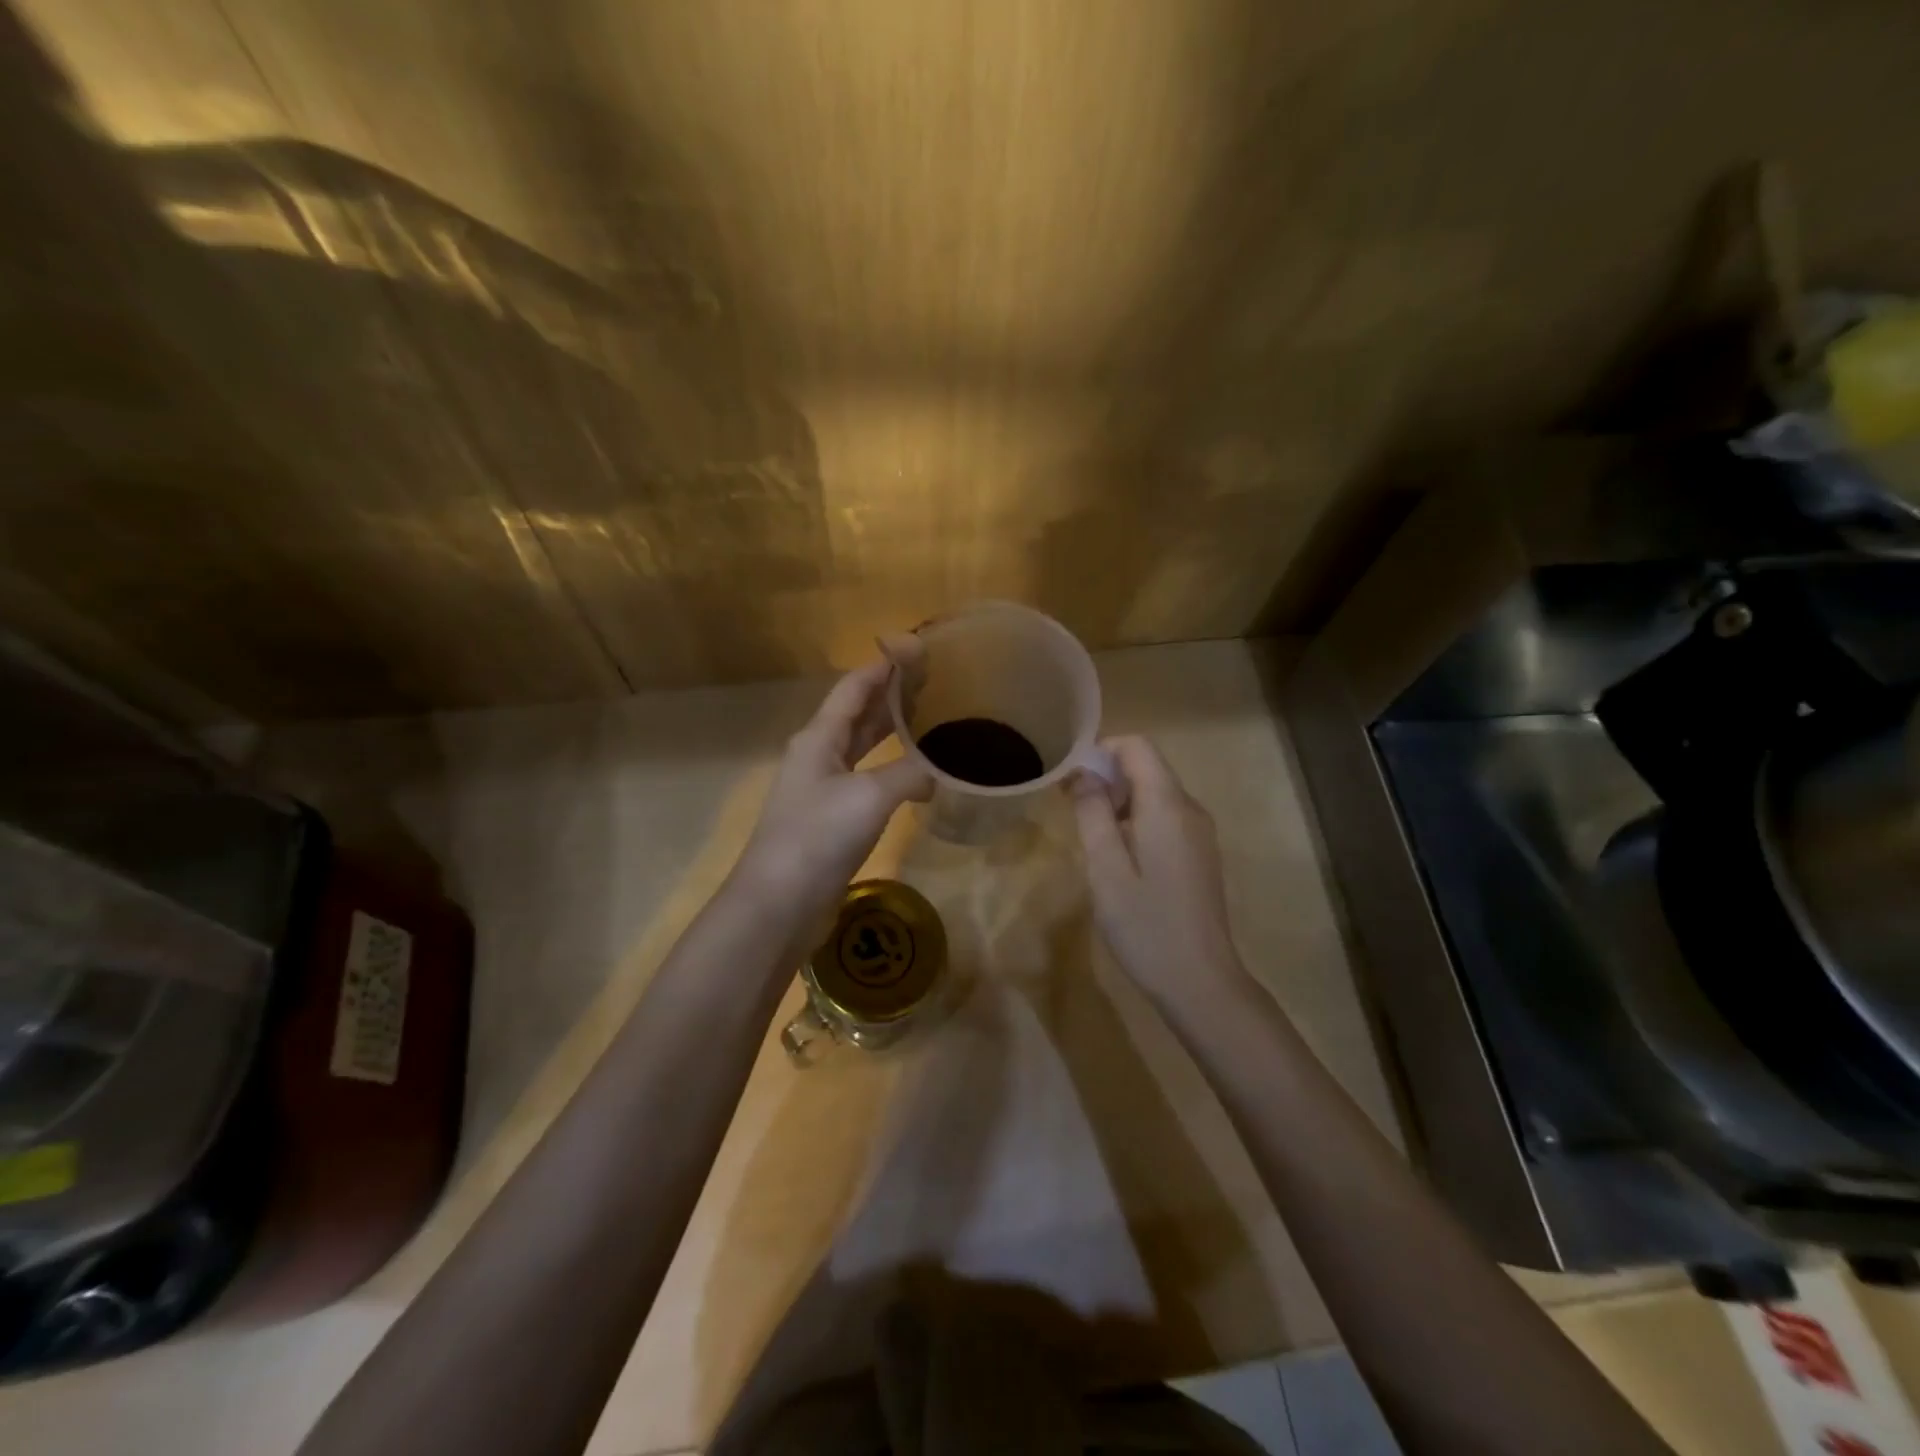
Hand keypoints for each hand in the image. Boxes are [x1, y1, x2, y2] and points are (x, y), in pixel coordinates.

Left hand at [732, 644, 932, 933]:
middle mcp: (818, 755)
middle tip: (934, 681)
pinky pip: (866, 779)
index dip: (884, 666)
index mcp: (819, 737)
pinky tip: (915, 775)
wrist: (779, 903)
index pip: (854, 687)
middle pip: (858, 713)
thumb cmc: (818, 837)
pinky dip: (891, 769)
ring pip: (862, 747)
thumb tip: (939, 773)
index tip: (917, 649)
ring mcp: (823, 788)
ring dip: (891, 731)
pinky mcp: (832, 819)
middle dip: (892, 695)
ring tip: (930, 717)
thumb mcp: (869, 797)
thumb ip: (909, 774)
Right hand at [1069, 736, 1245, 1004]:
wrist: (1201, 982)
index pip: (1137, 747)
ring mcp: (1199, 833)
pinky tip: (1119, 857)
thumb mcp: (1106, 870)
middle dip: (1106, 776)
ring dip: (1119, 800)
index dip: (1101, 751)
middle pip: (1147, 767)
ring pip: (1155, 793)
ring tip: (1090, 836)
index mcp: (1167, 806)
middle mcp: (1190, 809)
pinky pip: (1165, 817)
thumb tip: (1083, 773)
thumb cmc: (1146, 926)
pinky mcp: (1199, 854)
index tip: (1070, 779)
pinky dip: (1137, 820)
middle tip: (1071, 809)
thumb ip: (1093, 814)